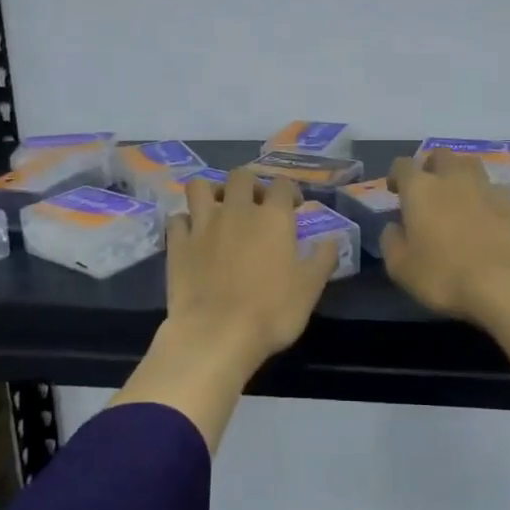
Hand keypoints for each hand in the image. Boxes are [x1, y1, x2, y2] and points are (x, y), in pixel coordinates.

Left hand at [164, 167, 339, 372]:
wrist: (217, 333)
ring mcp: (203, 225)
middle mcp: (237, 211)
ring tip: (218, 208)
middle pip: (240, 176)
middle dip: (250, 184)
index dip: (290, 191)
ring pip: (200, 187)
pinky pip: (177, 219)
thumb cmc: (272, 311)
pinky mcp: (178, 244)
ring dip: (211, 192)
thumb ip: (323, 259)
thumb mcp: (310, 289)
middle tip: (256, 204)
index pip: (282, 185)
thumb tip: (332, 239)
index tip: (294, 206)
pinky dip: (185, 222)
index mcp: (273, 218)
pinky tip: (192, 235)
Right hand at [382, 148, 509, 326]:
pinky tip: (487, 218)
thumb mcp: (401, 267)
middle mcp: (453, 178)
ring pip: (471, 165)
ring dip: (461, 175)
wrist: (507, 284)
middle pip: (440, 155)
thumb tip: (394, 227)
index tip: (396, 191)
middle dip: (431, 166)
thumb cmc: (445, 276)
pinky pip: (495, 190)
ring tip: (459, 197)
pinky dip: (486, 198)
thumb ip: (391, 241)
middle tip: (429, 189)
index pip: (403, 165)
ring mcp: (487, 188)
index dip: (397, 175)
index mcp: (420, 189)